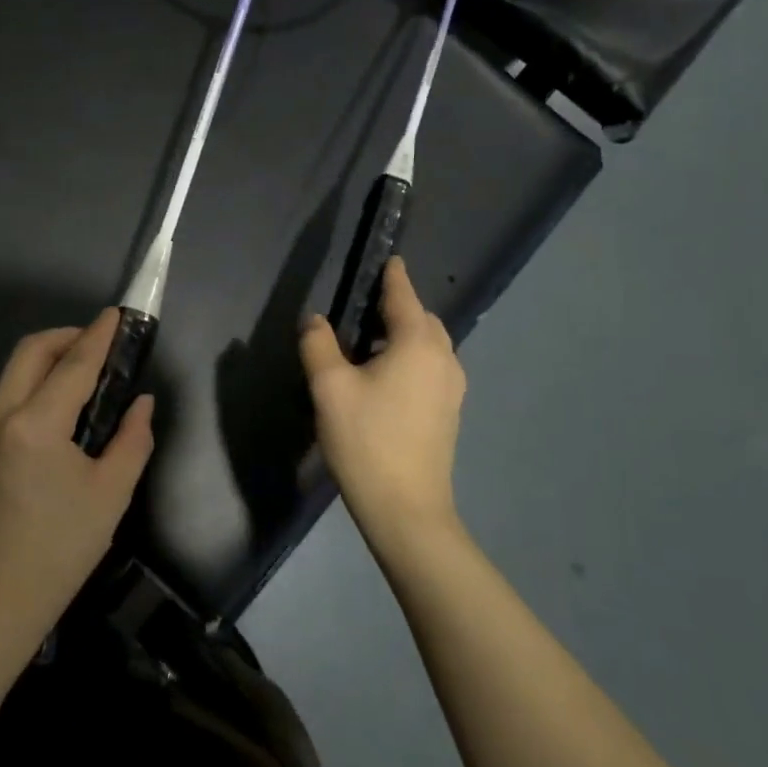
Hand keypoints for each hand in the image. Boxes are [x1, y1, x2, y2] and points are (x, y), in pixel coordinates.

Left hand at [0, 309, 154, 654]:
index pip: (73, 364)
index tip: (116, 314)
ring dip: (46, 361)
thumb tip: (141, 403)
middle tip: (98, 345)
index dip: (99, 335)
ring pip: (12, 374)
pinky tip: (54, 415)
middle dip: (66, 337)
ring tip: (81, 377)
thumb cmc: (60, 550)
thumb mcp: (110, 494)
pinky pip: (3, 400)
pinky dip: (31, 388)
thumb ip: (132, 439)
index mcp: (35, 426)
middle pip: (30, 352)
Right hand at [300, 258, 465, 557]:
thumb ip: (319, 345)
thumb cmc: (366, 440)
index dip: (394, 276)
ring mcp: (452, 388)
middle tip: (366, 309)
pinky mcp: (449, 412)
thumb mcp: (329, 388)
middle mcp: (444, 359)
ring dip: (407, 335)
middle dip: (400, 307)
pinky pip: (431, 367)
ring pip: (430, 345)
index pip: (404, 296)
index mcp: (417, 344)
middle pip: (423, 319)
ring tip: (372, 343)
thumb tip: (315, 320)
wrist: (406, 508)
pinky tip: (386, 377)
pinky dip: (412, 358)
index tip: (390, 259)